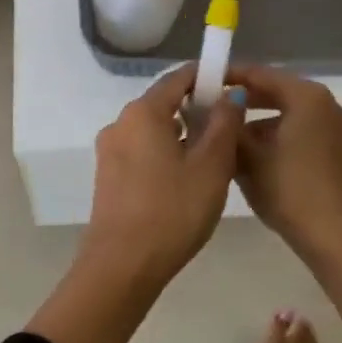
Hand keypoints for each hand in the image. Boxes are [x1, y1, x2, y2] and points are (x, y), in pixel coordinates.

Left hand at [82, 63, 244, 288]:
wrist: (122, 265)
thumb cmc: (173, 211)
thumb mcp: (211, 166)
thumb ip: (224, 124)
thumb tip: (230, 94)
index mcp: (143, 112)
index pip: (179, 78)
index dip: (208, 77)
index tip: (234, 86)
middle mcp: (120, 122)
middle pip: (164, 102)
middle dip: (197, 109)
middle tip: (230, 129)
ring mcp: (110, 149)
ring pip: (152, 129)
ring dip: (182, 134)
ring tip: (212, 159)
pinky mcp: (107, 175)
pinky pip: (141, 150)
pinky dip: (165, 153)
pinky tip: (185, 179)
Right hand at [230, 64, 341, 265]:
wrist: (340, 241)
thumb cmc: (291, 191)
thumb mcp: (249, 159)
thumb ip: (229, 129)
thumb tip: (213, 113)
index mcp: (308, 97)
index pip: (261, 74)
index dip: (230, 76)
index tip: (202, 82)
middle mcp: (329, 105)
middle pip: (278, 92)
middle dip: (245, 101)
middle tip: (211, 108)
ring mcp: (340, 130)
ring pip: (291, 115)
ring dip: (261, 123)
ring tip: (228, 137)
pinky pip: (304, 132)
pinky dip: (279, 137)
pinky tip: (255, 157)